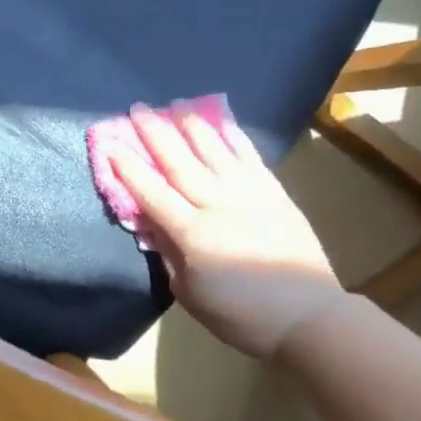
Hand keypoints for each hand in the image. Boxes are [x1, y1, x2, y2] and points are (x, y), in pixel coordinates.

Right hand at [107, 105, 344, 359]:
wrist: (308, 316)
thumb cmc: (241, 315)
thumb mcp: (189, 294)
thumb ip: (167, 255)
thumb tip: (151, 225)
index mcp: (193, 234)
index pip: (152, 194)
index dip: (129, 169)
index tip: (111, 145)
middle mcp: (219, 205)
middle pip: (180, 163)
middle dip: (155, 135)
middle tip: (137, 109)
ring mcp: (250, 195)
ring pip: (214, 152)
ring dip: (192, 126)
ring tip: (176, 104)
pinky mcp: (275, 194)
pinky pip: (250, 159)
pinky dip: (234, 138)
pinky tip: (222, 123)